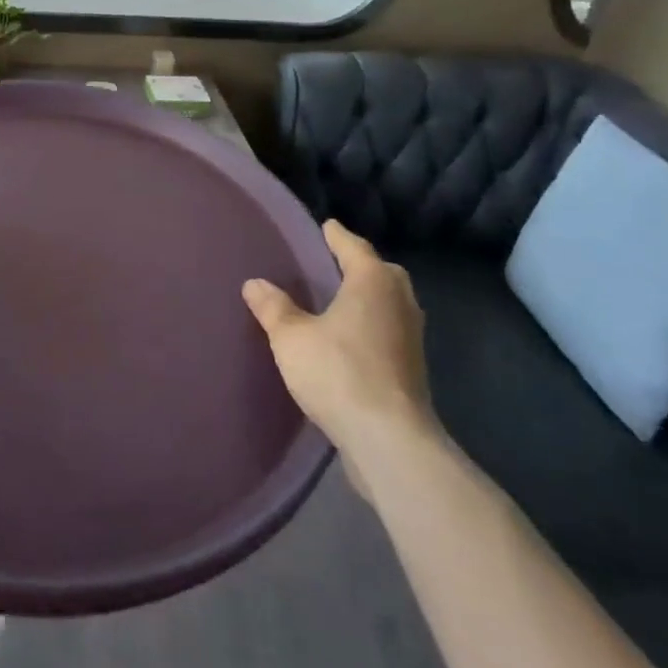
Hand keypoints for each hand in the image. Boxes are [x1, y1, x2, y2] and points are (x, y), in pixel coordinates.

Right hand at [242, 219, 433, 455]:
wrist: (389, 440)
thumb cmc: (339, 372)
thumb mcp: (291, 337)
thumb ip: (273, 308)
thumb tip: (254, 284)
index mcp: (372, 281)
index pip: (354, 247)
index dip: (337, 236)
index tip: (327, 226)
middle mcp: (399, 301)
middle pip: (382, 272)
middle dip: (361, 265)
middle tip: (336, 262)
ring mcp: (412, 337)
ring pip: (392, 302)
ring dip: (371, 297)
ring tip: (343, 300)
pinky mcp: (413, 369)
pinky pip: (391, 331)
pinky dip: (374, 325)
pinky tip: (354, 339)